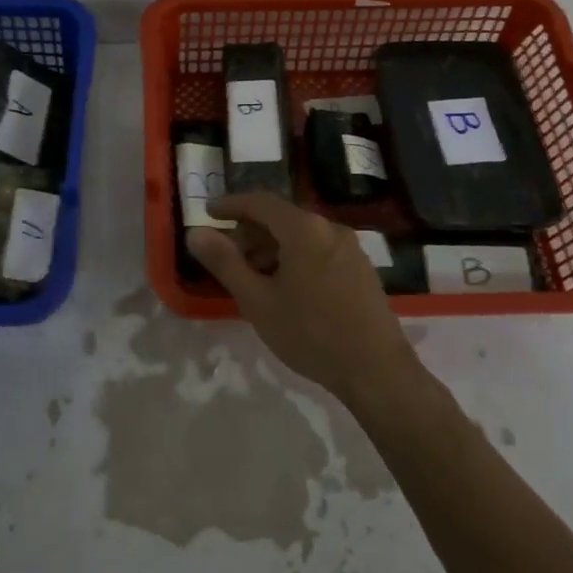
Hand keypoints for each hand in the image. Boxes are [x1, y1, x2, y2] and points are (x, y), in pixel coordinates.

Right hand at [188, 193, 423, 411]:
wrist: (377, 371)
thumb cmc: (310, 333)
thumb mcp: (257, 300)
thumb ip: (225, 262)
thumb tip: (195, 232)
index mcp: (304, 229)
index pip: (260, 202)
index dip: (231, 205)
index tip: (208, 213)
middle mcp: (330, 228)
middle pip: (281, 218)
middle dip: (250, 233)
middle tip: (227, 258)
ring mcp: (350, 248)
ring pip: (301, 236)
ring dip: (272, 248)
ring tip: (253, 279)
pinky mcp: (361, 269)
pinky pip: (319, 250)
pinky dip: (295, 258)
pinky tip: (286, 289)